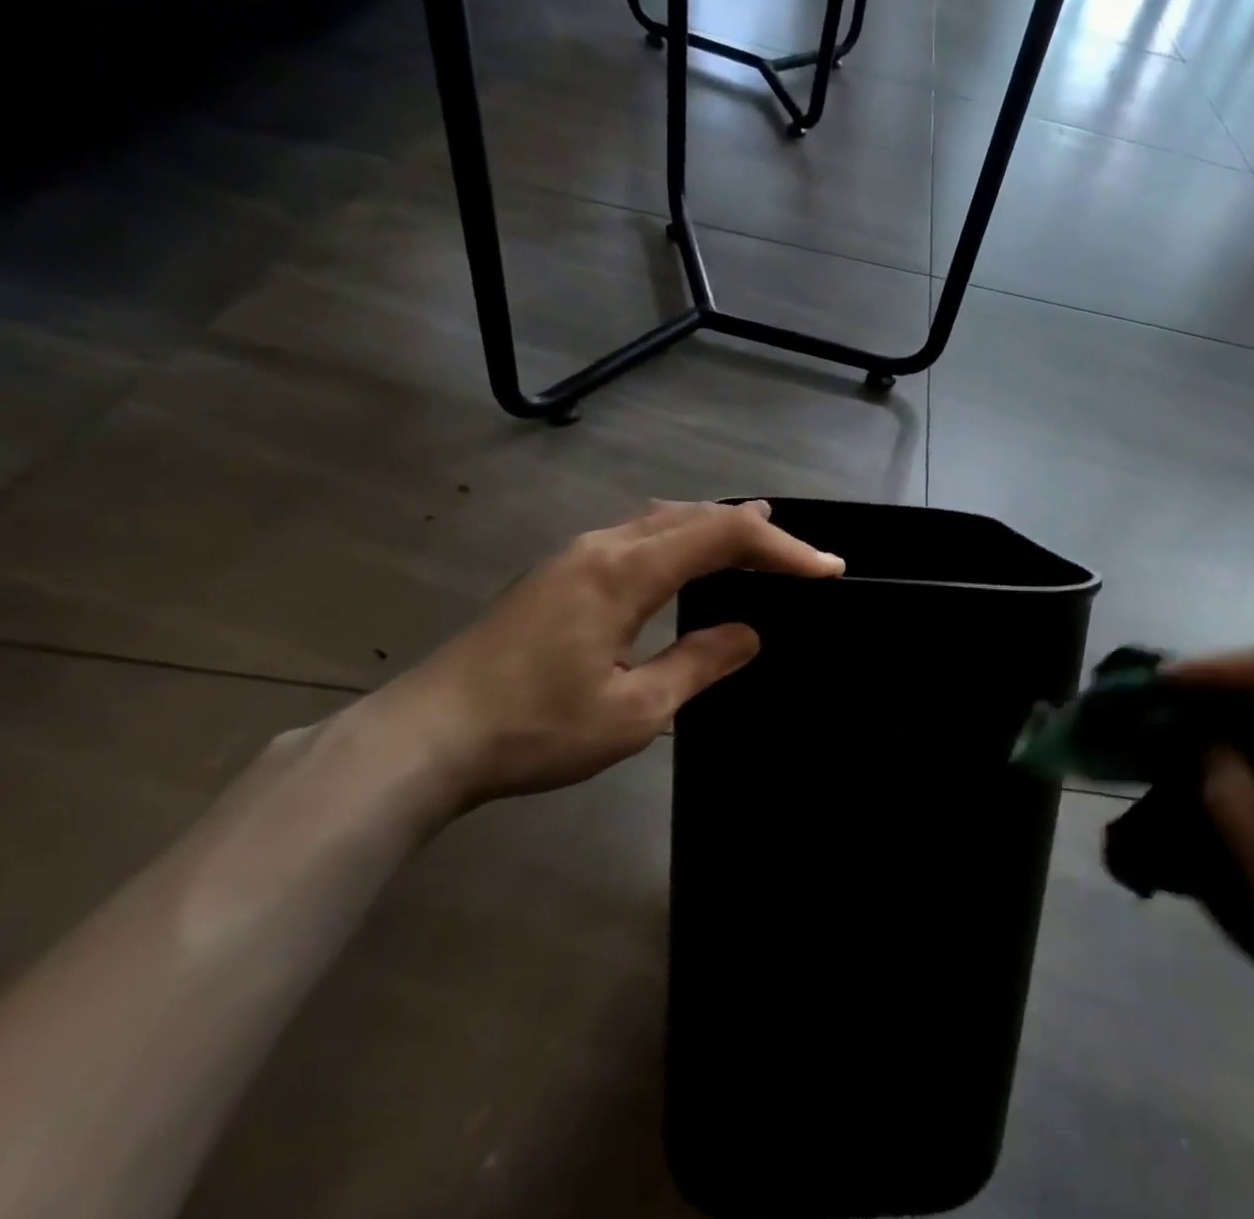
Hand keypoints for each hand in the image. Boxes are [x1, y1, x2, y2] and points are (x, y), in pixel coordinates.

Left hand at [360, 500, 843, 810]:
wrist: (424, 738)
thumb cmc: (533, 730)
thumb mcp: (633, 711)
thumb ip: (698, 663)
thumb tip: (747, 634)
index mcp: (626, 571)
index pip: (723, 537)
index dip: (783, 549)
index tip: (828, 569)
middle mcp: (603, 545)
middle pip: (696, 516)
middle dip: (756, 532)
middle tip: (802, 558)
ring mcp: (575, 554)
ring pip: (663, 518)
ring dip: (716, 527)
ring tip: (758, 540)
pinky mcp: (559, 572)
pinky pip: (638, 533)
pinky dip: (681, 537)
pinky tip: (687, 557)